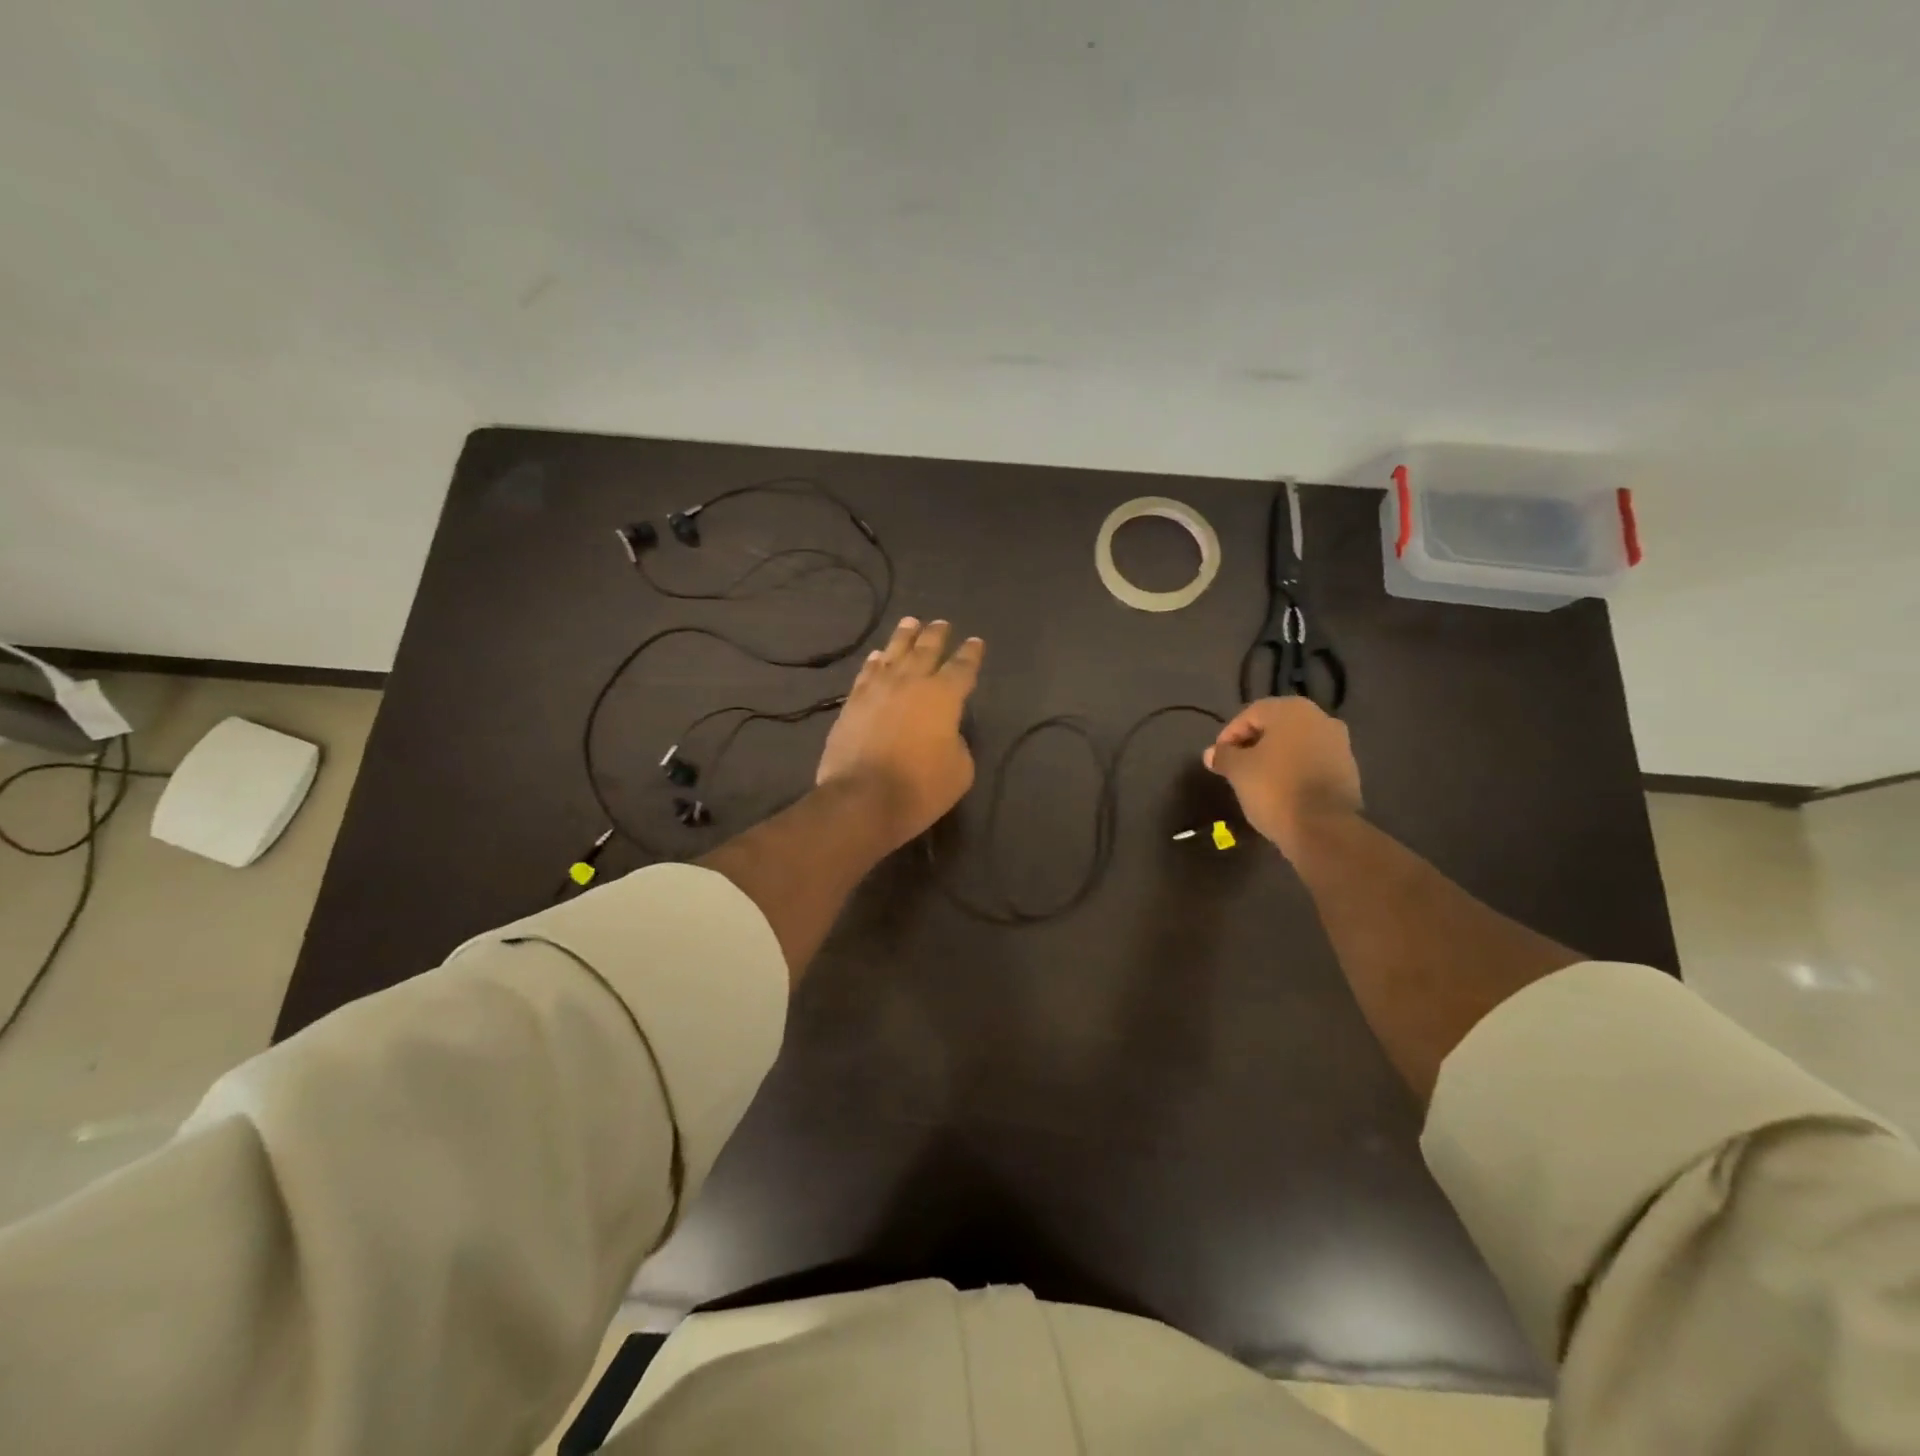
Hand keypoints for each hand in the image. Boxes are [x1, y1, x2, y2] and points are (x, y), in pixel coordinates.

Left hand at [816, 617, 983, 850]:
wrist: (862, 798)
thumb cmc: (920, 787)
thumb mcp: (959, 770)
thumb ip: (957, 743)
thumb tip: (945, 733)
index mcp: (943, 696)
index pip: (963, 667)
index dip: (971, 654)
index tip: (975, 642)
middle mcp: (910, 682)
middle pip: (926, 650)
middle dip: (936, 635)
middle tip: (942, 623)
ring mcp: (877, 689)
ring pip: (893, 653)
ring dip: (904, 636)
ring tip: (910, 622)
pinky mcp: (852, 703)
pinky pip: (867, 673)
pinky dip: (874, 662)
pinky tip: (877, 656)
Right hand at [1203, 697, 1361, 857]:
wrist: (1324, 829)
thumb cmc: (1275, 789)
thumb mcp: (1238, 770)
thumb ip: (1223, 756)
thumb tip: (1211, 753)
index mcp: (1291, 711)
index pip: (1250, 715)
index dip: (1228, 736)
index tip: (1218, 759)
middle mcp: (1320, 718)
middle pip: (1275, 727)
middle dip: (1252, 745)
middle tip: (1235, 767)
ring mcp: (1339, 743)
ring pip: (1295, 744)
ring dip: (1274, 757)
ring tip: (1256, 780)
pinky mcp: (1348, 769)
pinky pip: (1311, 762)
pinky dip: (1293, 770)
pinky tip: (1280, 790)